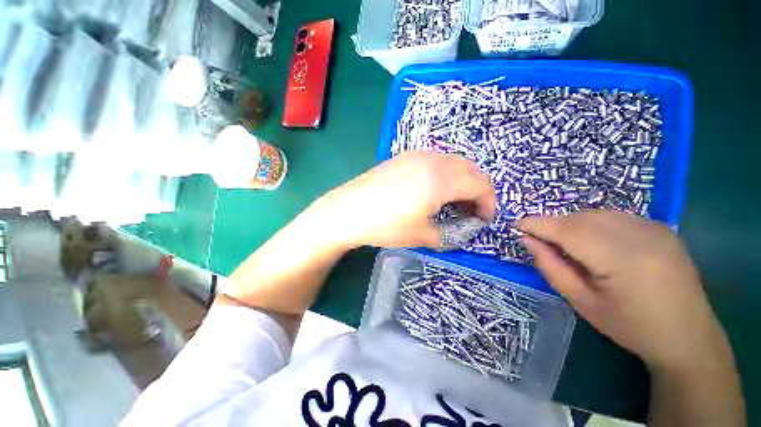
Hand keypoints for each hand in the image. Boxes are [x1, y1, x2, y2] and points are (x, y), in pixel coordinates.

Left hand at [312, 151, 494, 249]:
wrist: (349, 210)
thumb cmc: (386, 225)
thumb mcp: (422, 235)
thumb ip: (450, 233)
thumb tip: (463, 229)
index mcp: (442, 179)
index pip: (481, 185)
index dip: (489, 204)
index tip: (484, 220)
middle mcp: (433, 160)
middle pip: (471, 170)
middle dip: (478, 191)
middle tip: (470, 212)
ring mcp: (417, 155)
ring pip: (454, 163)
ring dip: (462, 181)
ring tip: (453, 202)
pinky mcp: (405, 156)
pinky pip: (437, 161)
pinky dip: (446, 174)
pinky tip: (434, 190)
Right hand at [515, 210, 730, 370]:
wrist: (688, 336)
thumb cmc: (630, 326)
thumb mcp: (582, 302)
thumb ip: (550, 267)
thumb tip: (527, 240)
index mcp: (620, 258)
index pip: (566, 229)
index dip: (536, 224)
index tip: (515, 225)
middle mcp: (640, 234)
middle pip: (580, 217)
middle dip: (554, 225)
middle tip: (541, 241)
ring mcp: (654, 227)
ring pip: (596, 213)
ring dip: (573, 224)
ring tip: (568, 244)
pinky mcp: (661, 227)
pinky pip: (615, 216)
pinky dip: (594, 224)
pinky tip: (597, 243)